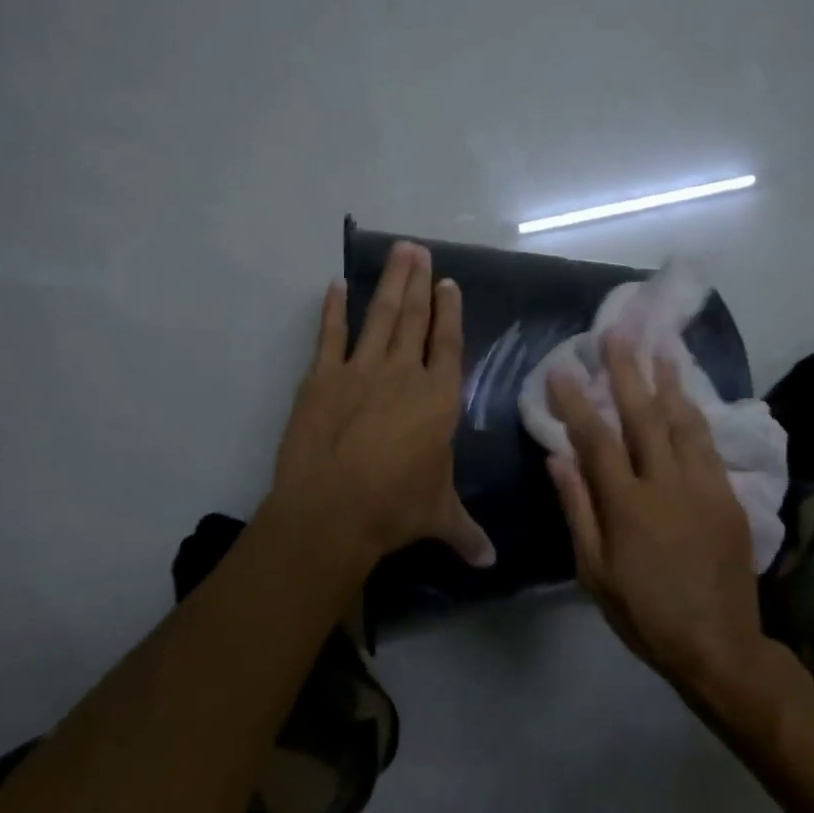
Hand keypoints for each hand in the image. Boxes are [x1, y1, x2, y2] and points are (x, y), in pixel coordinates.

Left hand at [269, 242, 494, 573]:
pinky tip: (336, 286)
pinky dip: (333, 310)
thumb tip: (491, 563)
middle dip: (419, 282)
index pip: (448, 344)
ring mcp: (360, 370)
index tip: (448, 284)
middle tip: (418, 249)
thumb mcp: (438, 516)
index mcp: (438, 398)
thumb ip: (466, 532)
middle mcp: (403, 374)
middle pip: (415, 319)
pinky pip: (330, 335)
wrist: (332, 509)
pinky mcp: (322, 377)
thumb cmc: (395, 508)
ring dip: (390, 283)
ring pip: (380, 316)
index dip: (449, 312)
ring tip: (398, 252)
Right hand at [546, 334, 757, 694]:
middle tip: (616, 332)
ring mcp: (704, 486)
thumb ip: (578, 509)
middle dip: (626, 371)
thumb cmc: (644, 613)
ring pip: (683, 421)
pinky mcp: (729, 495)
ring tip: (659, 345)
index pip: (595, 439)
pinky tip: (688, 393)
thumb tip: (557, 457)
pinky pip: (709, 443)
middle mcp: (666, 484)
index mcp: (627, 505)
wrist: (719, 644)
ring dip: (668, 380)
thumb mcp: (594, 572)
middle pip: (643, 416)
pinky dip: (696, 412)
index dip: (576, 401)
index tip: (563, 367)